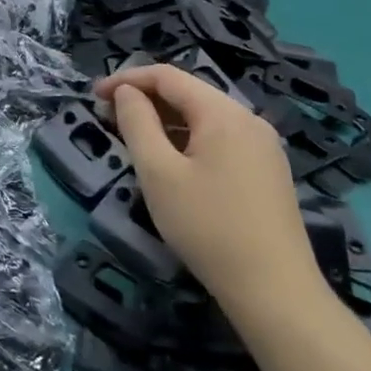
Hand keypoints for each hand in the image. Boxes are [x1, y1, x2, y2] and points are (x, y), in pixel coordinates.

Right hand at [96, 64, 323, 312]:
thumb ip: (137, 122)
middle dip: (145, 99)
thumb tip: (126, 92)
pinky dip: (188, 138)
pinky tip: (172, 162)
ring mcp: (263, 147)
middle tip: (109, 117)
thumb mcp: (158, 172)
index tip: (94, 96)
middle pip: (188, 93)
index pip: (167, 76)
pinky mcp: (268, 172)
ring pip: (204, 117)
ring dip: (165, 120)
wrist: (276, 294)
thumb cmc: (208, 227)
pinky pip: (220, 138)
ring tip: (134, 139)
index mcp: (223, 113)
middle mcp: (248, 119)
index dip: (126, 79)